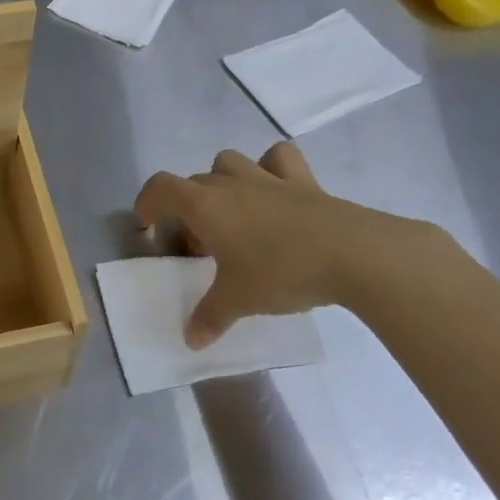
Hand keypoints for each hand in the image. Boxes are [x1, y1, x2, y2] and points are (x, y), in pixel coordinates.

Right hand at [134, 141, 435, 347]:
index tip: (148, 229)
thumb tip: (191, 340)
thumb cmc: (281, 271)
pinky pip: (278, 159)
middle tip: (199, 247)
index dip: (146, 204)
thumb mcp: (239, 300)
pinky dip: (270, 168)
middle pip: (192, 183)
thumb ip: (209, 317)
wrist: (353, 254)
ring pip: (229, 162)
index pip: (160, 188)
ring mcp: (268, 177)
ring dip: (221, 182)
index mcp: (204, 205)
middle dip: (187, 210)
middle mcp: (230, 183)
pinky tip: (274, 192)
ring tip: (232, 215)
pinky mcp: (304, 181)